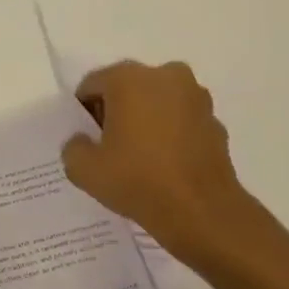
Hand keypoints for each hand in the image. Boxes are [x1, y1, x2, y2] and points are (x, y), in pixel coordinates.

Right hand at [61, 60, 264, 266]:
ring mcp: (195, 97)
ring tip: (137, 154)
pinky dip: (169, 132)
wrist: (200, 211)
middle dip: (115, 110)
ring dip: (145, 118)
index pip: (92, 84)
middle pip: (127, 87)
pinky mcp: (215, 121)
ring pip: (157, 100)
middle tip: (108, 144)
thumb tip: (83, 141)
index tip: (84, 136)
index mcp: (129, 79)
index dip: (83, 110)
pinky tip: (163, 162)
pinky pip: (181, 119)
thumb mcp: (83, 170)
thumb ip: (73, 147)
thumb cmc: (137, 180)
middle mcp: (165, 76)